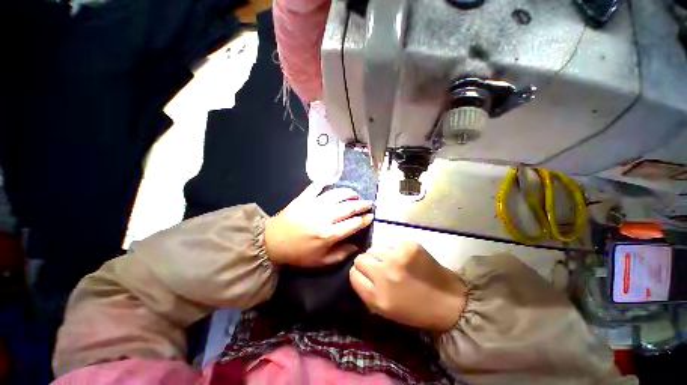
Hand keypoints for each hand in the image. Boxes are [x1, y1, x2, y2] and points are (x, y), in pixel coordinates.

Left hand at [265, 183, 373, 266]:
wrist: (272, 242)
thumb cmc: (298, 254)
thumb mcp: (321, 261)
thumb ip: (340, 255)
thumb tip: (356, 247)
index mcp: (329, 234)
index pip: (353, 224)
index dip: (364, 220)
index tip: (370, 216)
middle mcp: (324, 217)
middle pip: (348, 207)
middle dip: (362, 204)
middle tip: (369, 203)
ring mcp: (314, 205)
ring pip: (336, 195)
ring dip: (348, 193)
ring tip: (354, 194)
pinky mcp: (303, 198)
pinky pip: (316, 187)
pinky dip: (323, 182)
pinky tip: (330, 181)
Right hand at [349, 241, 466, 332]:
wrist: (449, 301)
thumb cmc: (415, 310)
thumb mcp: (385, 310)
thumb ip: (366, 292)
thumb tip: (356, 273)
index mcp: (377, 297)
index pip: (353, 274)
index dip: (357, 274)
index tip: (365, 275)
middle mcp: (384, 274)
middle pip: (360, 258)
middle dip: (366, 263)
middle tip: (378, 267)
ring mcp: (397, 257)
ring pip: (372, 247)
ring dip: (378, 254)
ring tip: (390, 260)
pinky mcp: (408, 245)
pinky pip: (386, 240)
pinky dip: (389, 246)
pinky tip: (398, 253)